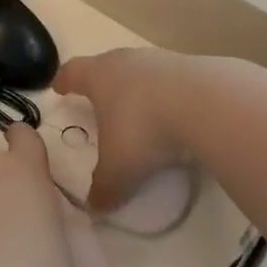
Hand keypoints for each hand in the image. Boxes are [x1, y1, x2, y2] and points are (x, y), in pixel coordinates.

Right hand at [52, 49, 198, 214]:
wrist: (207, 104)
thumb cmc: (145, 129)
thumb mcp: (119, 168)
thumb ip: (104, 187)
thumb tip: (95, 207)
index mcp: (99, 76)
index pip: (73, 72)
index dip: (64, 81)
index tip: (59, 88)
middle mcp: (126, 61)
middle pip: (107, 66)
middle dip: (101, 84)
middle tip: (98, 101)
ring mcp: (161, 60)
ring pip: (141, 72)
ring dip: (137, 89)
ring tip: (140, 112)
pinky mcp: (193, 67)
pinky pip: (171, 81)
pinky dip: (168, 96)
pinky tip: (175, 116)